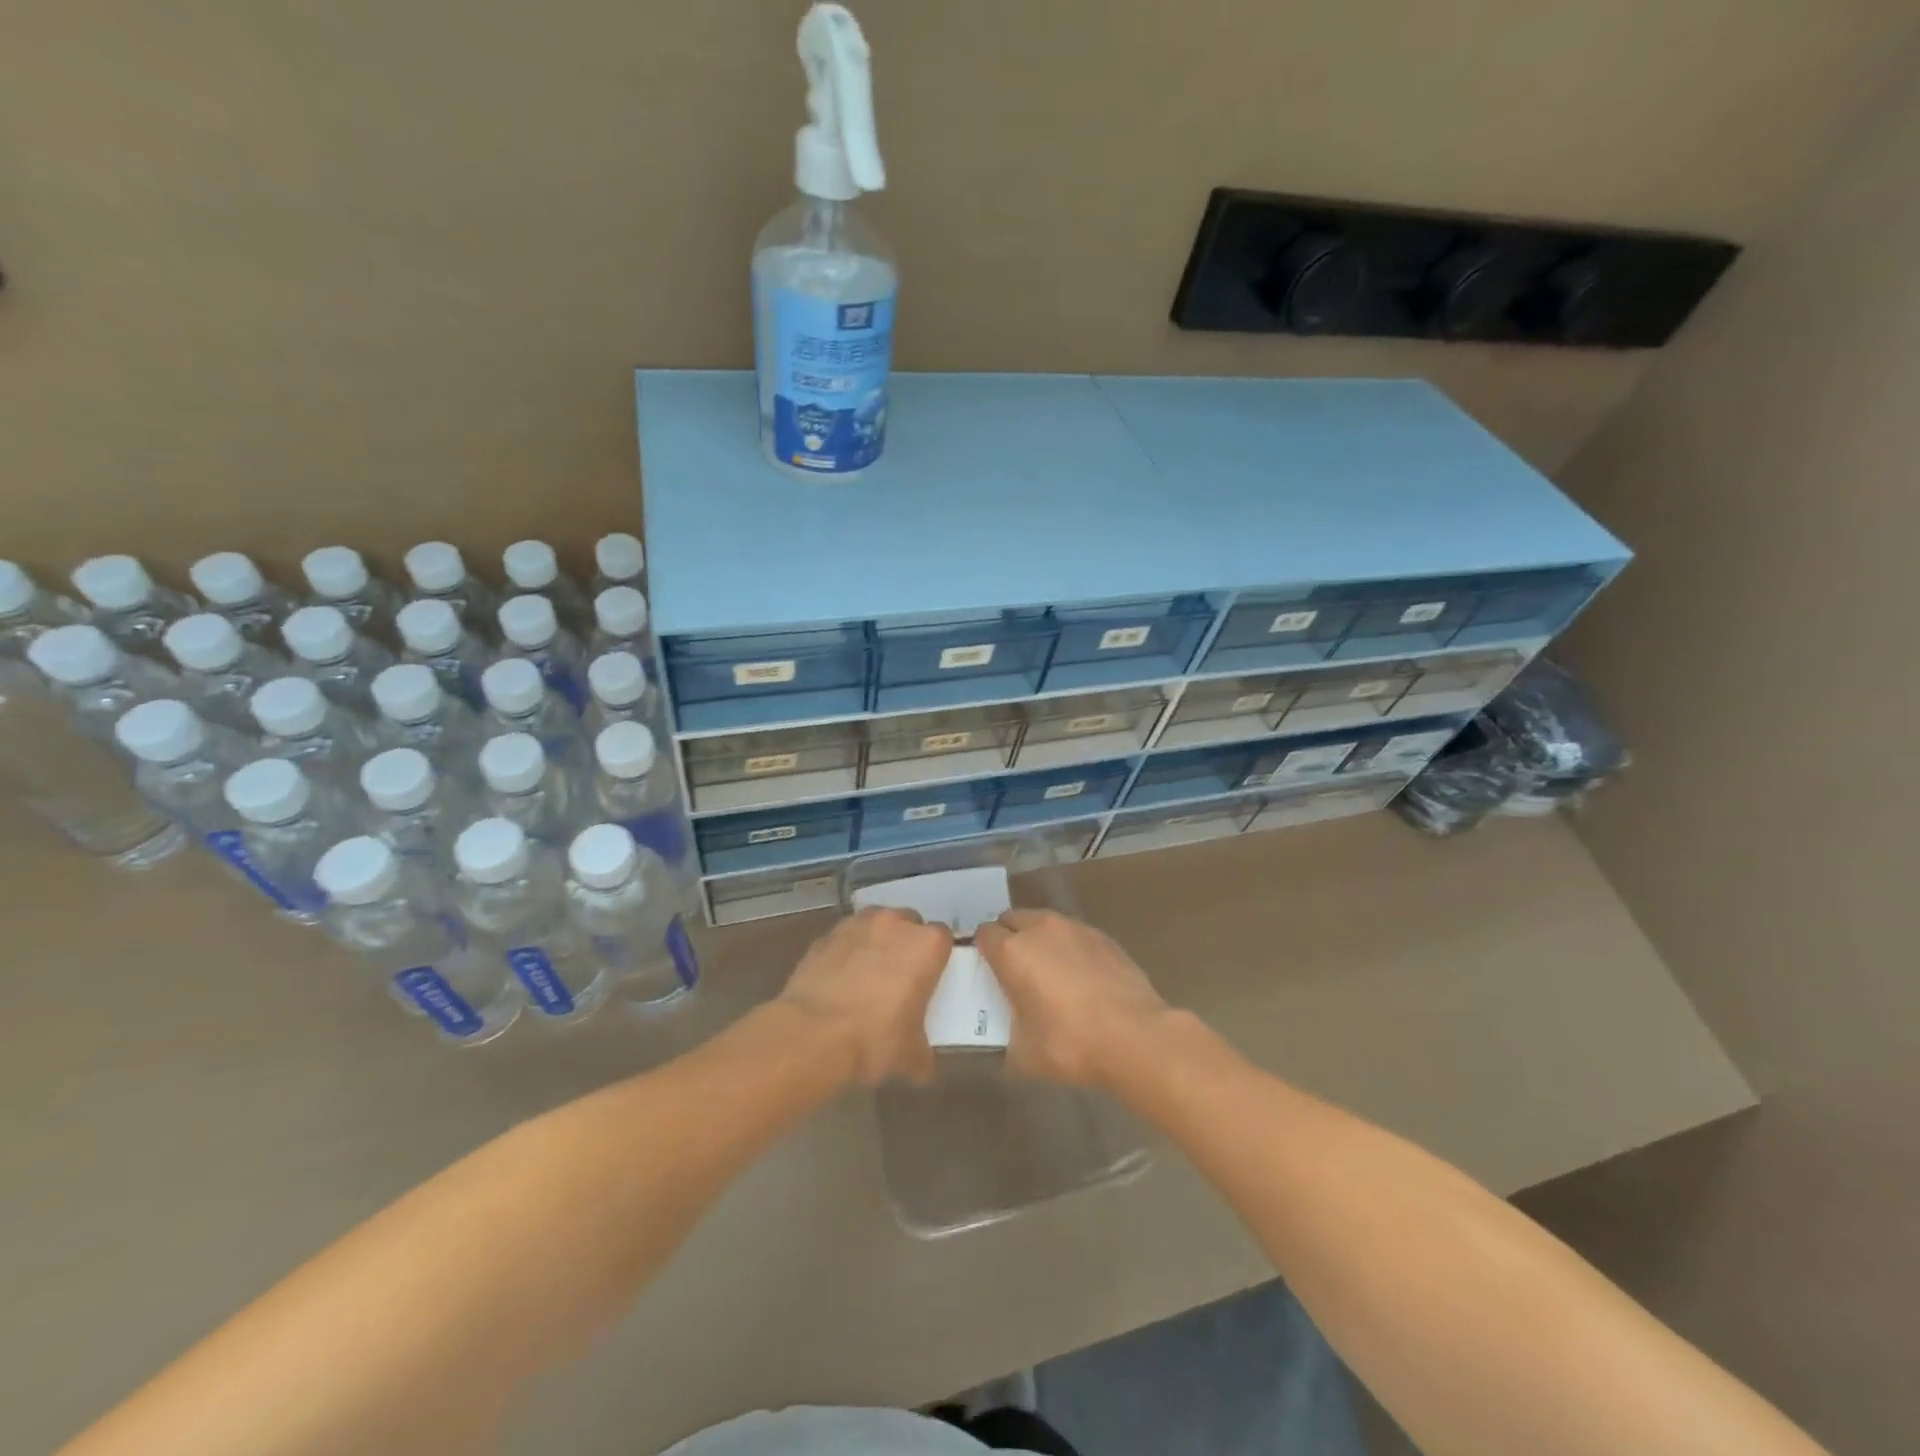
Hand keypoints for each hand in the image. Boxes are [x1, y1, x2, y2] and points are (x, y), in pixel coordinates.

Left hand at [778, 907, 953, 1085]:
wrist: (812, 1035)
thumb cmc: (875, 1040)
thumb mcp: (910, 1057)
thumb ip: (923, 1053)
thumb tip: (922, 1065)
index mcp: (927, 945)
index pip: (943, 938)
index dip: (937, 957)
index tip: (930, 978)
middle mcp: (895, 924)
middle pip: (909, 924)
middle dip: (906, 945)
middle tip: (900, 978)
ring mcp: (857, 925)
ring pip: (874, 925)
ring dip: (875, 943)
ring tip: (866, 976)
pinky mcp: (825, 936)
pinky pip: (844, 939)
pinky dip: (845, 953)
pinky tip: (839, 981)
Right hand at [973, 909, 1171, 1086]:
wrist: (1136, 1037)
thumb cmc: (1070, 1044)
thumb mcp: (1023, 1054)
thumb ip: (1006, 1034)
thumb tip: (1008, 1031)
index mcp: (1012, 951)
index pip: (983, 934)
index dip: (980, 950)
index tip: (985, 971)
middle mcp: (1040, 929)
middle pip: (1011, 919)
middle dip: (1007, 937)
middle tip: (1012, 969)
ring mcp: (1075, 929)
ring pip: (1044, 922)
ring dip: (1038, 939)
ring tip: (1047, 970)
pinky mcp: (1103, 937)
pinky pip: (1073, 934)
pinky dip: (1068, 947)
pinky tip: (1079, 977)